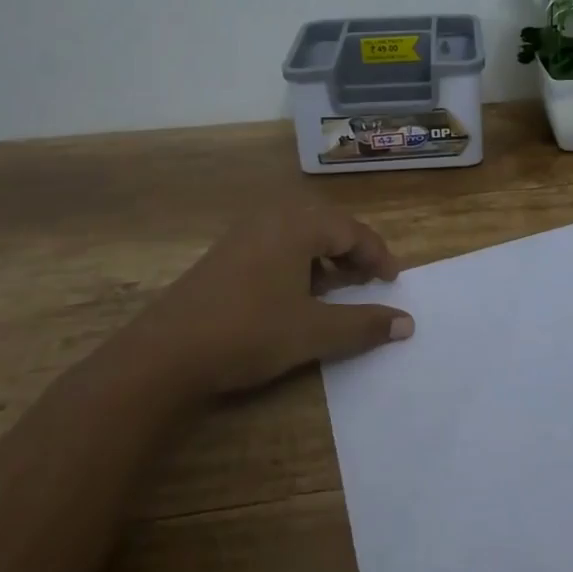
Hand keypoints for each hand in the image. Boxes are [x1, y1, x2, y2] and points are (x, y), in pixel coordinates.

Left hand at [145, 200, 412, 397]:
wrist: (165, 353)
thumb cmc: (249, 332)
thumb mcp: (314, 332)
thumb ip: (363, 324)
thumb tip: (407, 322)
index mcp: (298, 226)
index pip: (351, 231)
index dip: (377, 255)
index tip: (392, 281)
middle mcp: (272, 218)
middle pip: (326, 226)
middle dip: (352, 252)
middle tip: (367, 281)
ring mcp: (244, 234)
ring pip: (299, 235)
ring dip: (324, 257)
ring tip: (335, 289)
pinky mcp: (224, 254)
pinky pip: (275, 244)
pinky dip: (297, 262)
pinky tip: (294, 295)